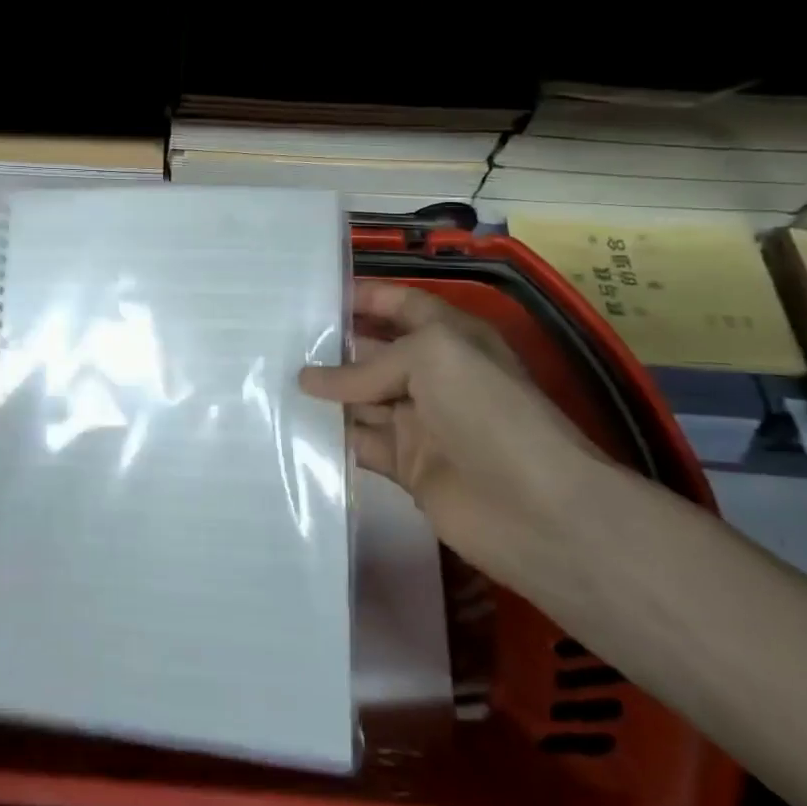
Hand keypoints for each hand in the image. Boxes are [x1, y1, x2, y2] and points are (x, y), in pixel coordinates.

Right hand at [298, 282, 624, 595]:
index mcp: (450, 338)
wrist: (537, 509)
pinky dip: (329, 434)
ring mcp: (419, 421)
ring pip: (359, 398)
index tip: (313, 295)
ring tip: (269, 378)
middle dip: (331, 345)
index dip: (364, 296)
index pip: (401, 304)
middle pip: (373, 352)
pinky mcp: (406, 464)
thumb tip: (307, 380)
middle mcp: (434, 375)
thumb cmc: (488, 411)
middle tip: (274, 339)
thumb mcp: (432, 358)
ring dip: (322, 391)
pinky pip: (359, 441)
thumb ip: (366, 366)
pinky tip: (291, 424)